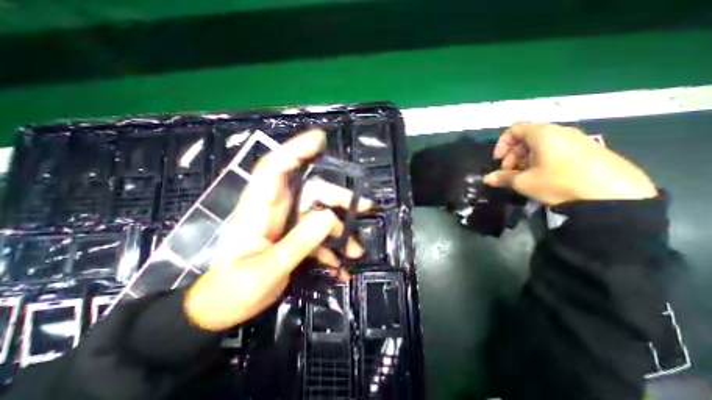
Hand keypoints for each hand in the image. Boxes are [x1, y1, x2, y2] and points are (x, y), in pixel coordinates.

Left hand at [182, 130, 372, 331]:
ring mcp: (286, 224)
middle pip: (310, 191)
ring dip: (339, 229)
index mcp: (259, 211)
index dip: (296, 150)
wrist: (221, 310)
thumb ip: (297, 244)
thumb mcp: (265, 272)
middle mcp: (275, 210)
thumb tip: (329, 217)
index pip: (274, 168)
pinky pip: (317, 235)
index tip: (320, 139)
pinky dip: (330, 249)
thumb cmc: (232, 291)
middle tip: (364, 208)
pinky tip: (341, 267)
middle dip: (338, 197)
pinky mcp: (293, 238)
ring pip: (319, 213)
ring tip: (356, 251)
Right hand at [484, 122, 655, 204]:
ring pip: (541, 145)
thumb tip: (487, 179)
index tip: (498, 161)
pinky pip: (557, 150)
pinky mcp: (589, 150)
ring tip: (525, 176)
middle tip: (510, 172)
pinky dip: (543, 160)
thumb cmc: (559, 182)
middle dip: (513, 155)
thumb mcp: (524, 182)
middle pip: (527, 137)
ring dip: (526, 159)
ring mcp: (577, 139)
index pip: (514, 130)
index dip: (501, 144)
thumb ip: (503, 178)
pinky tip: (543, 177)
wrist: (613, 195)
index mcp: (543, 133)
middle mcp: (560, 131)